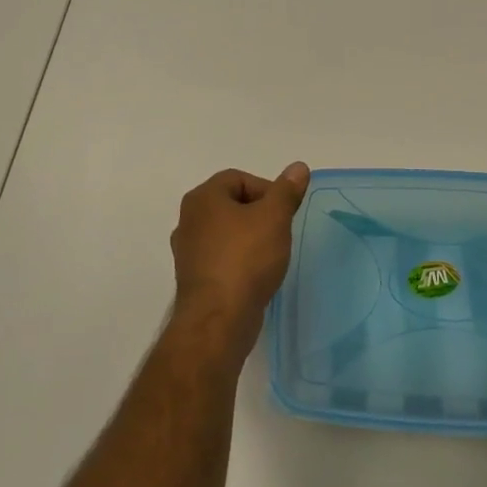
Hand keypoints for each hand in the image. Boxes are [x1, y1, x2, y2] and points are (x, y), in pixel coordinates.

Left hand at [169, 163, 310, 353]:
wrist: (219, 320)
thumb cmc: (246, 259)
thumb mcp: (274, 217)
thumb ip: (286, 190)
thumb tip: (298, 167)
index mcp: (203, 198)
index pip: (239, 178)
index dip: (266, 189)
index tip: (284, 211)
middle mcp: (189, 220)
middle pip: (232, 204)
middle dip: (260, 214)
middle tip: (281, 231)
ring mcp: (188, 251)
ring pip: (227, 232)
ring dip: (250, 238)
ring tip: (272, 254)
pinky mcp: (195, 278)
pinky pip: (222, 258)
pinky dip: (240, 260)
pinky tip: (257, 275)